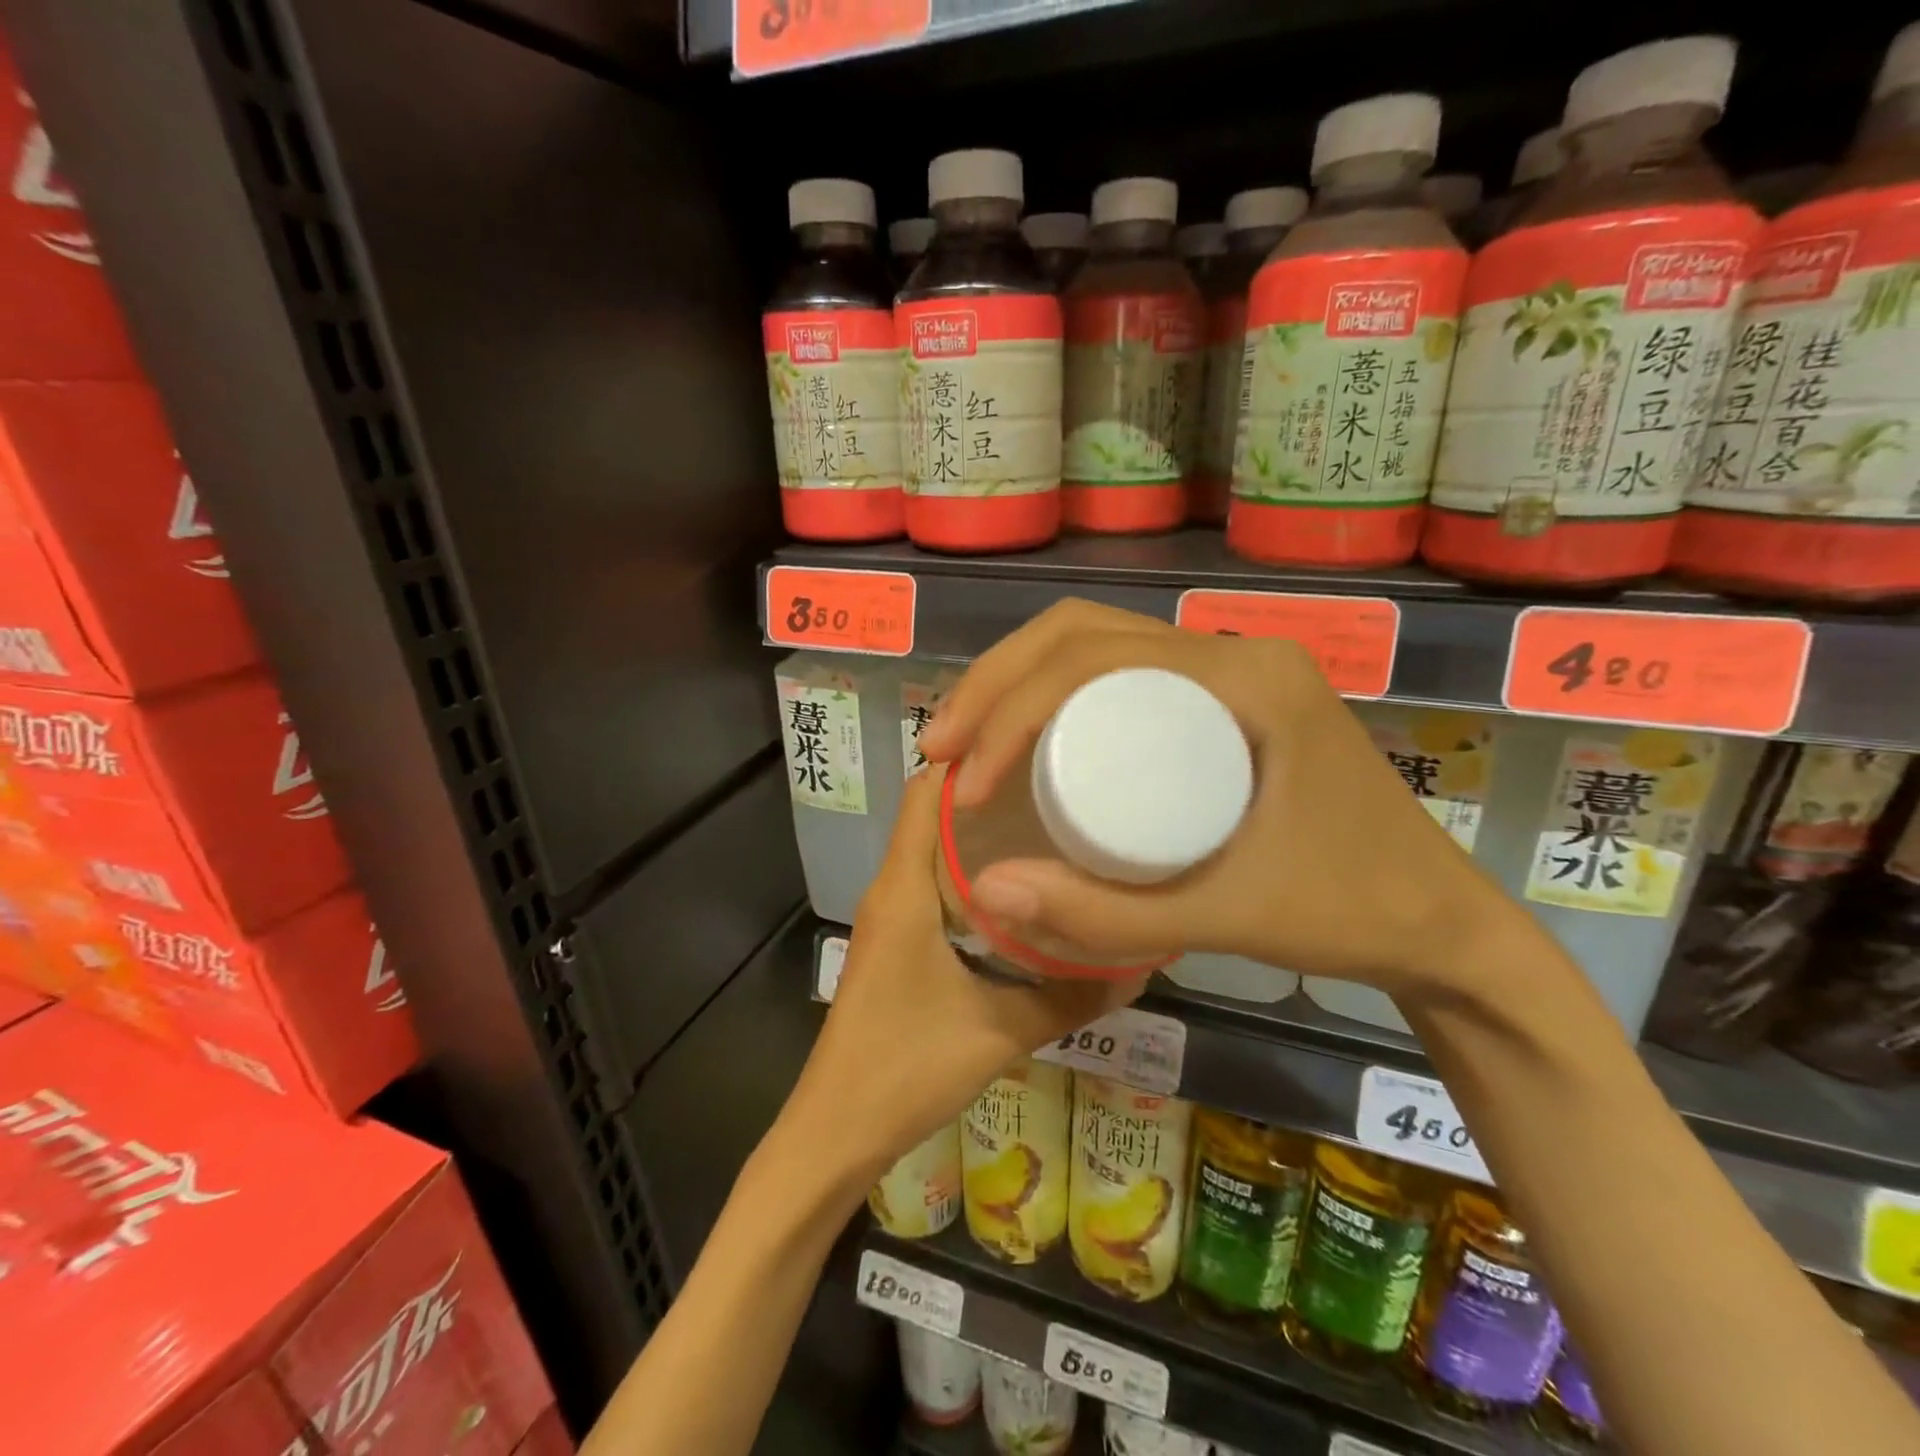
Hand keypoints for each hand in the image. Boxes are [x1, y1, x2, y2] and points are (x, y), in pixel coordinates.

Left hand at [784, 763, 1143, 1188]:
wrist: (836, 1131)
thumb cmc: (907, 1068)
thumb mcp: (999, 1032)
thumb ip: (1070, 998)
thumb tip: (1138, 967)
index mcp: (904, 889)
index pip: (926, 793)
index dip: (970, 758)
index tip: (1030, 742)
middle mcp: (891, 888)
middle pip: (932, 813)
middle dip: (986, 790)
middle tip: (1057, 779)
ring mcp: (889, 915)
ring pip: (932, 848)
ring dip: (979, 831)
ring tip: (1047, 820)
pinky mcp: (895, 941)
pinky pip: (931, 883)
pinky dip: (969, 871)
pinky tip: (1019, 885)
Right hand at [917, 599, 1517, 1003]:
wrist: (1440, 926)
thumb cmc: (1348, 913)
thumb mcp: (1223, 917)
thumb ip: (1105, 914)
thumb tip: (986, 887)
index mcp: (1245, 677)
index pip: (1095, 658)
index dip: (1010, 711)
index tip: (964, 782)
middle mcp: (1235, 652)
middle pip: (1084, 634)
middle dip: (997, 683)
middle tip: (942, 747)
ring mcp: (1231, 672)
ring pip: (1097, 646)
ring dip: (1019, 682)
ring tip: (965, 741)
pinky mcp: (1223, 701)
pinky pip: (1122, 675)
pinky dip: (1056, 695)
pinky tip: (1025, 740)